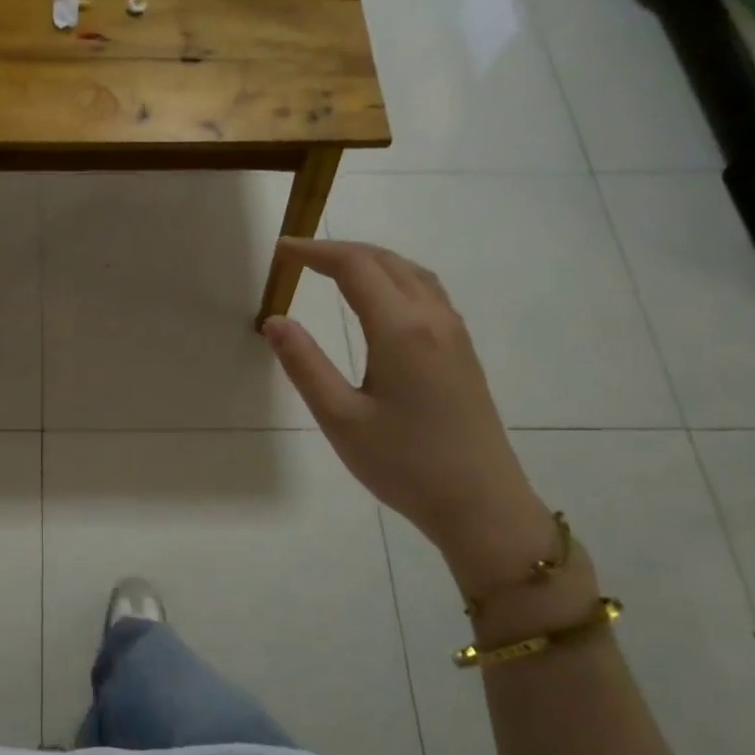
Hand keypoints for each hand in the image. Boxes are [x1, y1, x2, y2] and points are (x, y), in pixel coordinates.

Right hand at [262, 239, 552, 587]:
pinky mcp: (462, 352)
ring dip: (371, 260)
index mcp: (401, 330)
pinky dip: (394, 278)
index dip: (315, 252)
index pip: (355, 267)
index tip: (281, 250)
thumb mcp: (340, 418)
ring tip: (334, 268)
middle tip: (299, 256)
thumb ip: (305, 365)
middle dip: (340, 251)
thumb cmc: (404, 464)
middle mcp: (433, 319)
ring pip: (412, 273)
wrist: (481, 504)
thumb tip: (274, 320)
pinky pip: (427, 292)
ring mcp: (454, 334)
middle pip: (387, 261)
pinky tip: (380, 299)